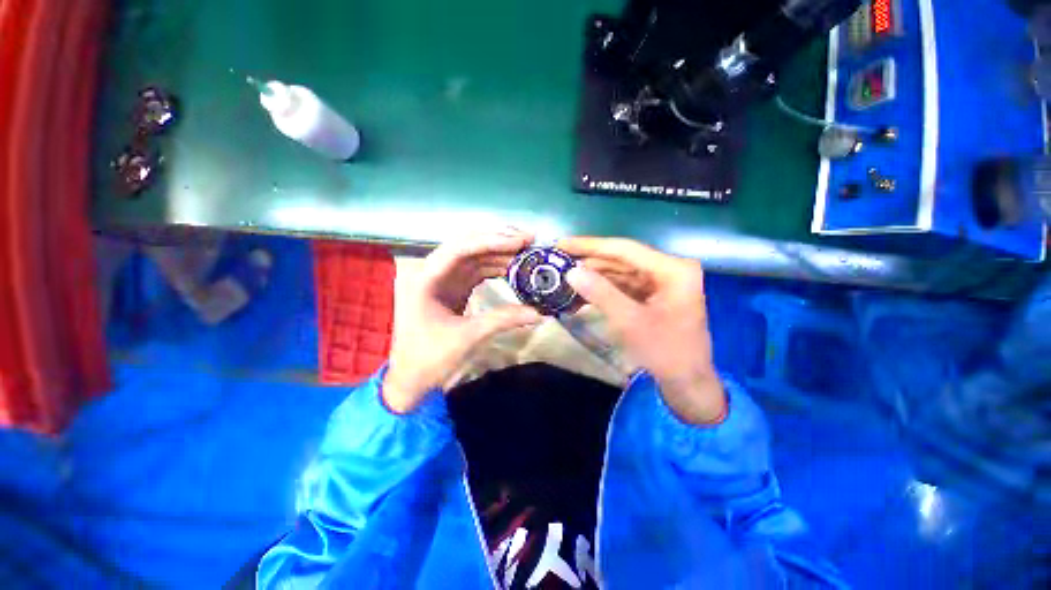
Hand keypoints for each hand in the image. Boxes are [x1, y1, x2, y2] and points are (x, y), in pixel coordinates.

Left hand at [383, 230, 542, 413]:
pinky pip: (474, 271)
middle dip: (498, 242)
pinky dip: (493, 268)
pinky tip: (512, 269)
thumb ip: (503, 320)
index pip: (460, 248)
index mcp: (423, 278)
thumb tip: (540, 313)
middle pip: (467, 246)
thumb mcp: (467, 337)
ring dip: (499, 253)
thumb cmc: (429, 359)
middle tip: (529, 240)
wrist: (410, 379)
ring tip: (526, 253)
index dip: (493, 240)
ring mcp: (439, 279)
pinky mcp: (449, 289)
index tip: (521, 241)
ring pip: (472, 257)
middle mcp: (429, 271)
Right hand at [559, 237, 726, 424]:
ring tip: (566, 274)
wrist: (688, 382)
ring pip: (621, 272)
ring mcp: (662, 282)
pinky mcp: (655, 294)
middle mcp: (669, 269)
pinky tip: (583, 289)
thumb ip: (601, 293)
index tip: (561, 243)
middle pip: (622, 259)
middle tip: (559, 260)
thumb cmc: (665, 353)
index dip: (590, 246)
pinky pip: (625, 285)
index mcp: (672, 269)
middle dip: (590, 262)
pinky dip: (604, 288)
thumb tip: (572, 271)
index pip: (624, 249)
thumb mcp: (630, 322)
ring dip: (594, 275)